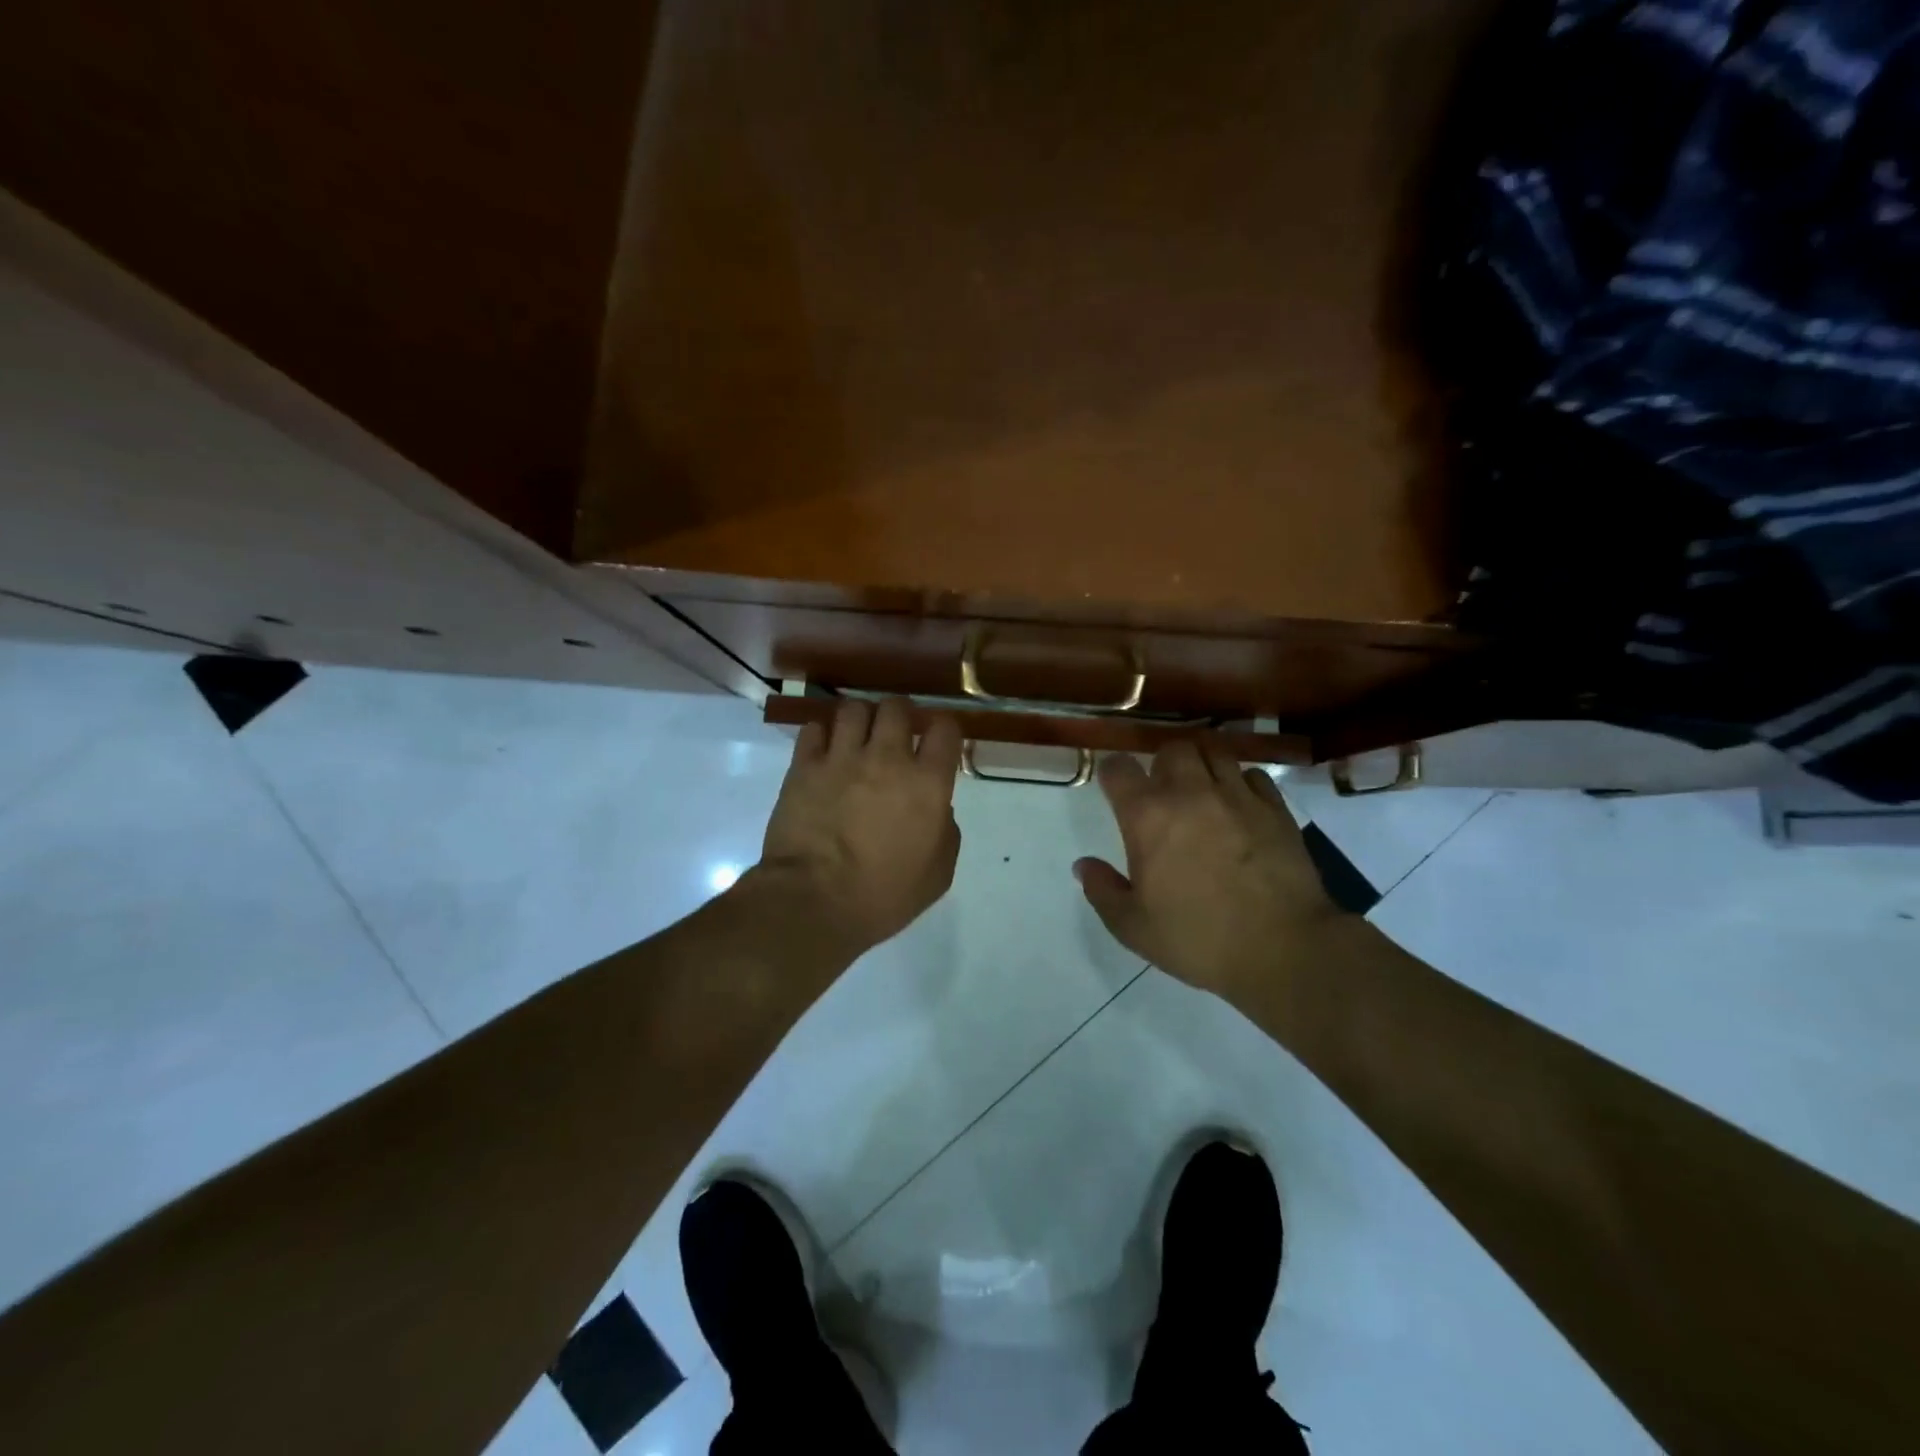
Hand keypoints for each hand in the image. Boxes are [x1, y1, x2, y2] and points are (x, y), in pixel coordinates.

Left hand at [752, 698, 962, 956]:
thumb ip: (944, 831)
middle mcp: (887, 758)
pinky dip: (822, 735)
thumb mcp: (937, 874)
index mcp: (927, 783)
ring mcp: (842, 757)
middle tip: (894, 734)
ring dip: (859, 719)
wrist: (815, 902)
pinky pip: (814, 729)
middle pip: (897, 706)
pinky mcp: (804, 766)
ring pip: (853, 709)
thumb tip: (937, 809)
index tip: (937, 740)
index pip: (944, 728)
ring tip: (856, 738)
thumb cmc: (883, 896)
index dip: (943, 728)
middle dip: (899, 714)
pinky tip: (824, 752)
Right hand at [1075, 741, 1340, 1001]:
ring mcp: (1237, 796)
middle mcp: (1190, 793)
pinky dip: (1241, 782)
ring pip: (1215, 752)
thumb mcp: (1133, 927)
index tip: (1113, 787)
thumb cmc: (1197, 939)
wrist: (1282, 948)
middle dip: (1162, 763)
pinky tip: (1240, 805)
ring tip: (1202, 789)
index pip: (1119, 768)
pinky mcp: (1275, 808)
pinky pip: (1254, 775)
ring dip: (1202, 765)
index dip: (1112, 772)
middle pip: (1172, 748)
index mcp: (1147, 817)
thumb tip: (1083, 865)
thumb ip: (1102, 891)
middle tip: (1162, 790)